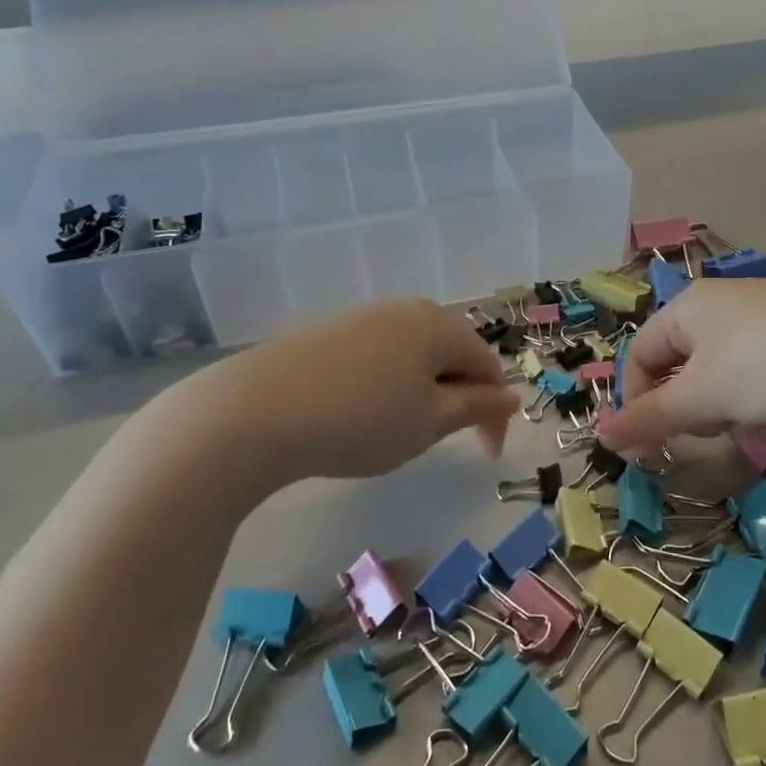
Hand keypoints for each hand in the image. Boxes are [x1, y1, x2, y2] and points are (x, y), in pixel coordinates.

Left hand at [137, 300, 515, 498]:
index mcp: (439, 325)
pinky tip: (362, 413)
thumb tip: (511, 397)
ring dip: (423, 392)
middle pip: (452, 353)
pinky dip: (387, 385)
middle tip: (445, 441)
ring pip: (413, 355)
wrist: (254, 412)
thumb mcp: (429, 422)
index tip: (486, 455)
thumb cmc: (360, 419)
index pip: (488, 366)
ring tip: (402, 430)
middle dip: (459, 397)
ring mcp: (363, 317)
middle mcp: (406, 309)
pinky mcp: (328, 332)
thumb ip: (476, 407)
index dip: (494, 413)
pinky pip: (378, 357)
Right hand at [595, 279, 765, 456]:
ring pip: (716, 365)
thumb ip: (650, 417)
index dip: (635, 400)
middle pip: (676, 359)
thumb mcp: (703, 396)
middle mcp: (718, 300)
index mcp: (686, 305)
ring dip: (717, 401)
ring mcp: (760, 310)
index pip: (638, 353)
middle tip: (704, 432)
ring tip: (743, 422)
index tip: (651, 442)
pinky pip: (753, 362)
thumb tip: (600, 436)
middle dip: (681, 403)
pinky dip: (751, 391)